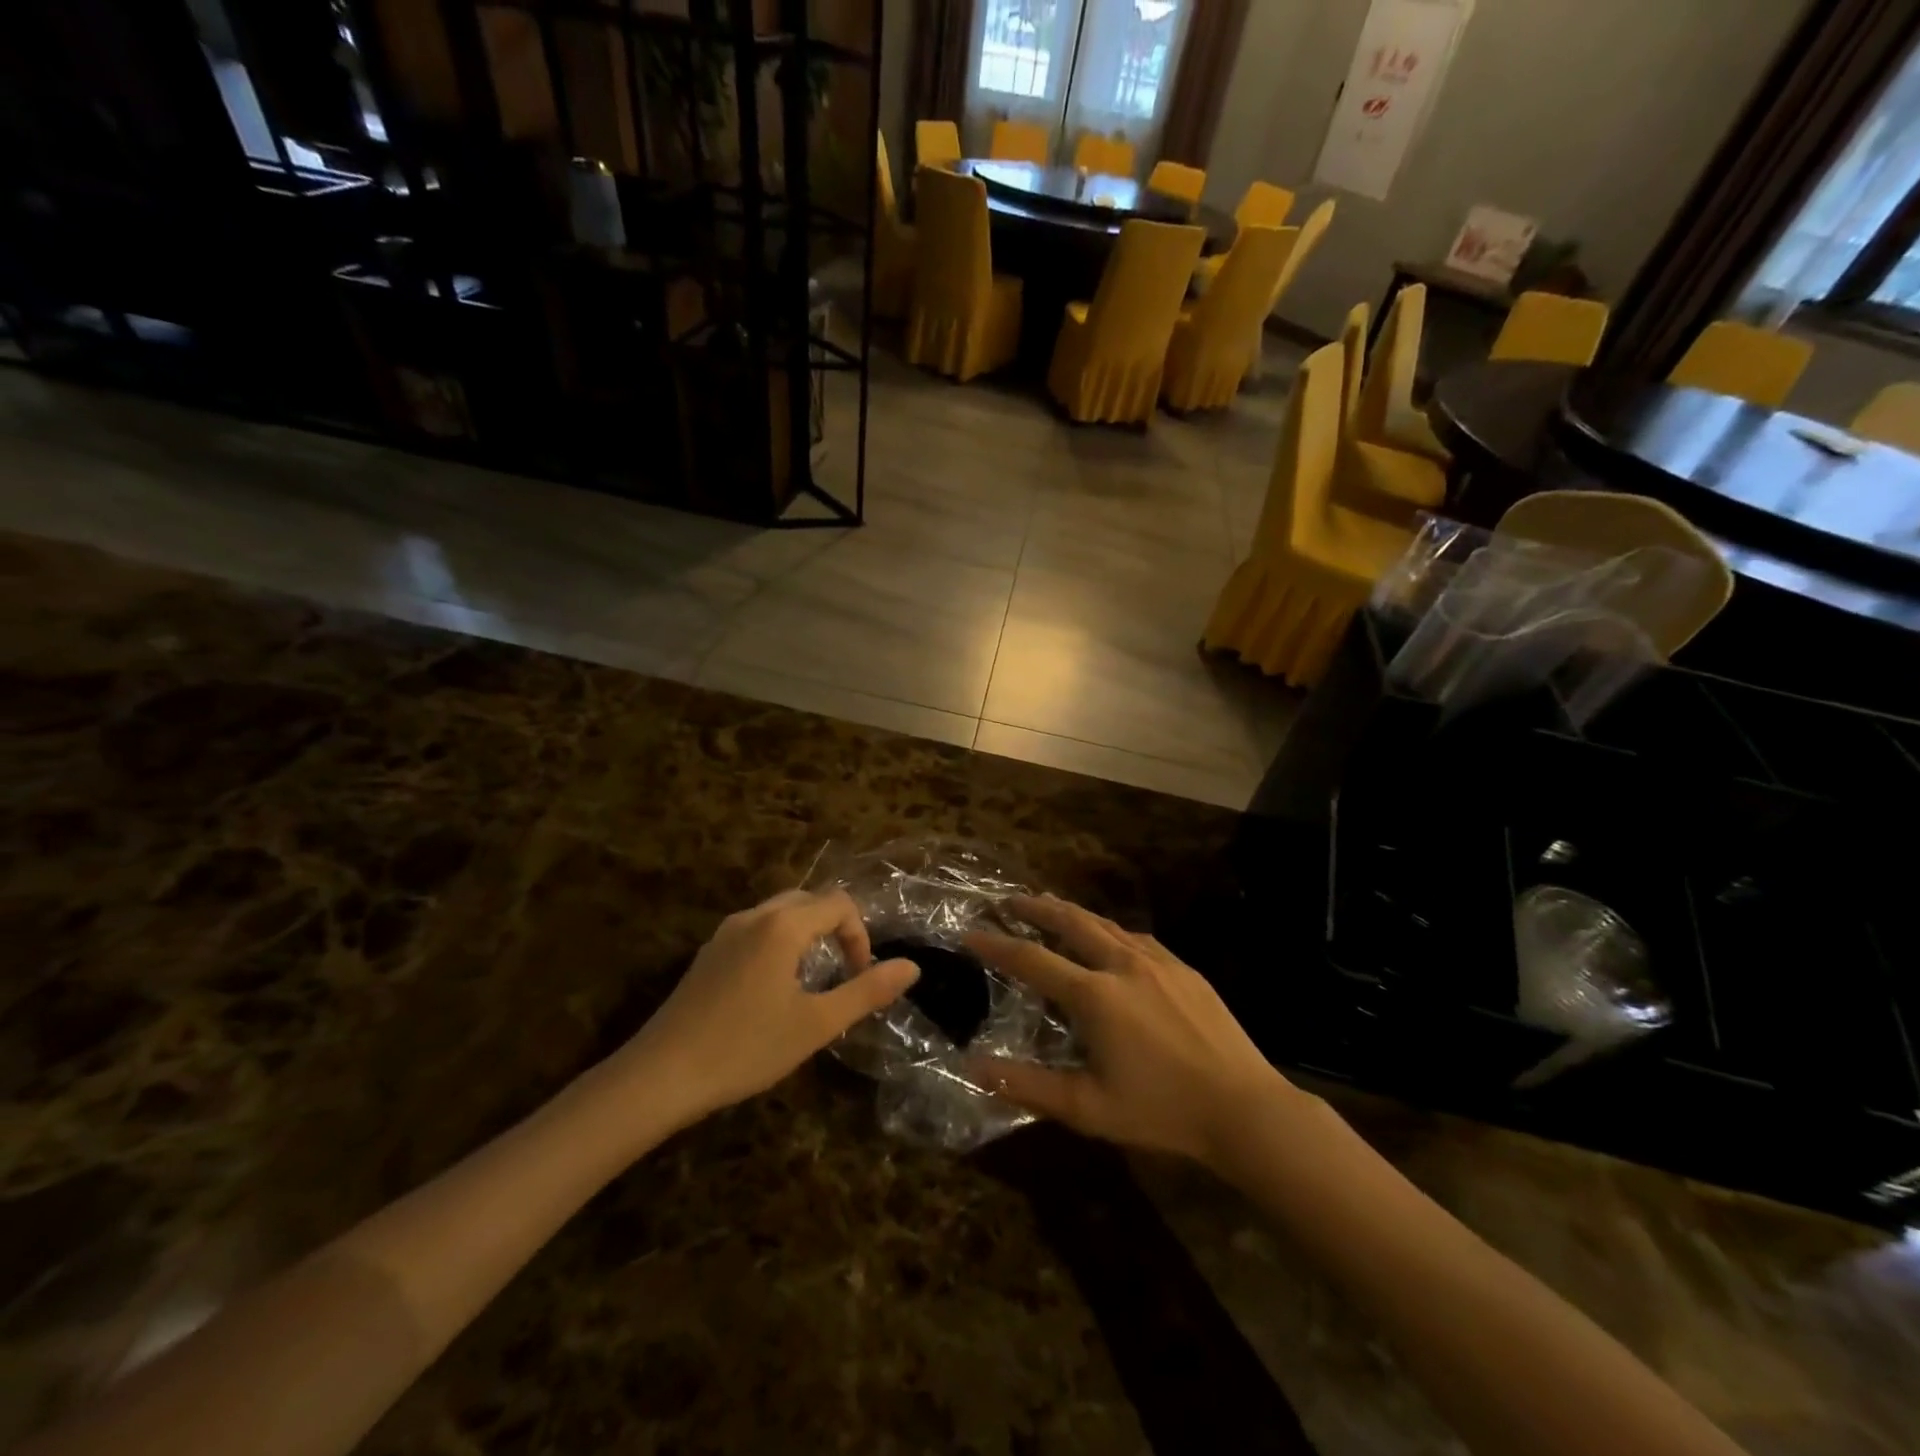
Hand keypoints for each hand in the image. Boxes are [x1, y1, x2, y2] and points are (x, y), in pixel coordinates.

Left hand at [614, 890, 917, 1126]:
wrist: (660, 1076)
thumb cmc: (746, 1048)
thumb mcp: (816, 1024)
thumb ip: (867, 991)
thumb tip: (911, 967)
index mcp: (783, 925)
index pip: (838, 904)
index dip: (860, 935)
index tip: (860, 977)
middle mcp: (754, 916)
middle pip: (809, 900)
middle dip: (835, 929)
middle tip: (843, 972)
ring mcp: (725, 933)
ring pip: (780, 914)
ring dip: (807, 935)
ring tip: (812, 980)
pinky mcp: (708, 953)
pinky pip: (756, 930)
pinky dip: (779, 943)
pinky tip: (772, 989)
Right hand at [965, 895, 1298, 1168]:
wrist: (1244, 1107)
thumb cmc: (1161, 1111)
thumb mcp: (1087, 1107)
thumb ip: (1027, 1085)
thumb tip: (973, 1067)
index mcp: (1095, 995)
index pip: (1033, 960)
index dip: (997, 945)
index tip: (970, 932)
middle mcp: (1122, 965)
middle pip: (1071, 922)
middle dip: (1037, 908)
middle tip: (1011, 899)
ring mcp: (1157, 962)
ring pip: (1105, 923)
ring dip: (1073, 912)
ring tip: (1052, 906)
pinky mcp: (1184, 968)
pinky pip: (1136, 937)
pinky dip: (1110, 929)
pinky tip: (1110, 936)